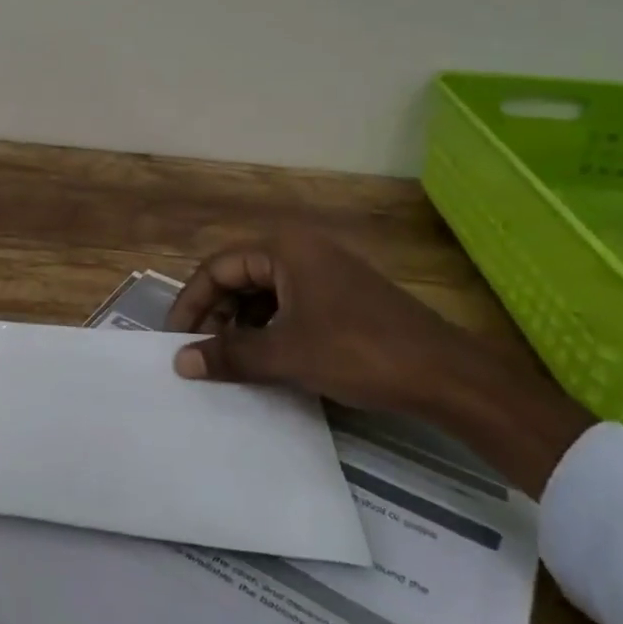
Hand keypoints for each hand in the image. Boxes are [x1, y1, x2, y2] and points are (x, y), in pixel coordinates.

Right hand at [167, 230, 595, 494]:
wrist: (446, 374)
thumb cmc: (358, 351)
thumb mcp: (286, 354)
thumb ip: (230, 355)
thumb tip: (179, 362)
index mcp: (285, 249)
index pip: (218, 267)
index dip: (192, 301)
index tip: (175, 337)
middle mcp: (302, 251)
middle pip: (240, 277)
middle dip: (217, 314)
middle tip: (202, 352)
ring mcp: (325, 273)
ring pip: (265, 294)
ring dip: (242, 324)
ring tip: (232, 360)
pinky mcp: (342, 297)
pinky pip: (290, 305)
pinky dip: (270, 329)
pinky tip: (267, 359)